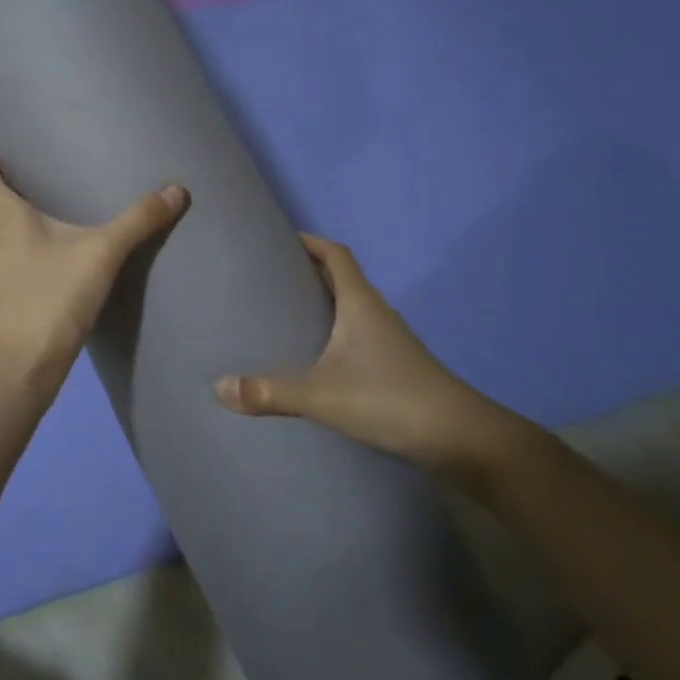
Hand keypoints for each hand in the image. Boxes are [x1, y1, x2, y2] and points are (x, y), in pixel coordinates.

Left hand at [0, 145, 187, 401]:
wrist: (22, 365)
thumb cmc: (51, 297)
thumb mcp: (101, 253)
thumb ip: (137, 221)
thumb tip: (176, 190)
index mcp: (4, 217)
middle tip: (13, 166)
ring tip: (26, 201)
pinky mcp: (3, 294)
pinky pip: (0, 255)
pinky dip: (11, 242)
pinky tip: (40, 247)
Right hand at [213, 234, 528, 487]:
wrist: (461, 439)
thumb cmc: (390, 399)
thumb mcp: (322, 395)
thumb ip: (270, 392)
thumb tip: (218, 387)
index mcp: (360, 303)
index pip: (335, 253)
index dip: (309, 241)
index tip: (276, 239)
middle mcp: (376, 313)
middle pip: (340, 278)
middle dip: (305, 272)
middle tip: (265, 279)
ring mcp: (388, 341)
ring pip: (349, 308)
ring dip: (320, 303)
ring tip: (281, 314)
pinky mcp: (394, 367)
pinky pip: (356, 335)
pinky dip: (333, 334)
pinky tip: (313, 357)